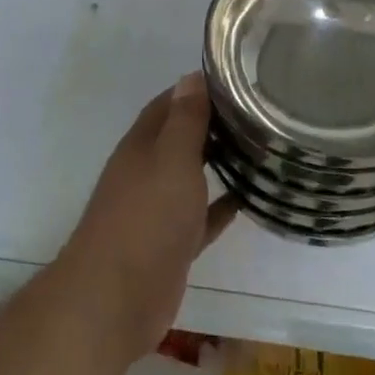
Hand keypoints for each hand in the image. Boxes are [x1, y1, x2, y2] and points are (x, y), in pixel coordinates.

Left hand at [59, 73, 237, 360]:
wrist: (115, 298)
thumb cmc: (147, 217)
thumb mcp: (171, 159)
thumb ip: (184, 120)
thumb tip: (191, 75)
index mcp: (142, 145)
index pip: (169, 104)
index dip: (197, 90)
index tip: (235, 81)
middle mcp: (146, 172)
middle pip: (180, 139)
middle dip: (212, 125)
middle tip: (257, 115)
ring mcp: (156, 210)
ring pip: (190, 177)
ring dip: (218, 164)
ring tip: (259, 151)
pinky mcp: (170, 244)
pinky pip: (199, 217)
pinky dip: (219, 207)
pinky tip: (247, 200)